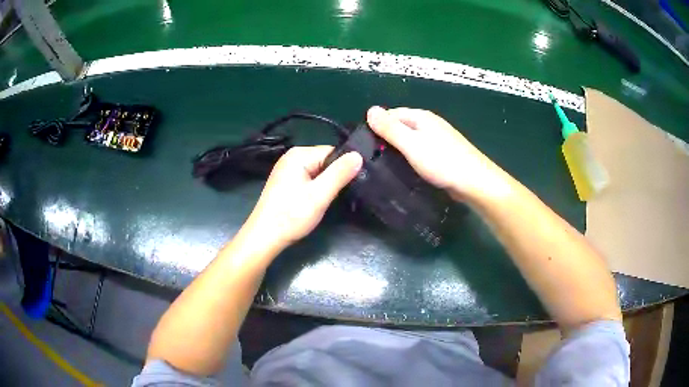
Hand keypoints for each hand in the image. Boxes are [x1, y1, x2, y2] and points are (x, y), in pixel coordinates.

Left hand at [242, 146, 361, 248]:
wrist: (265, 237)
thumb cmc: (291, 216)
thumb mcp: (320, 195)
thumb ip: (340, 174)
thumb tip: (358, 155)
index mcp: (299, 154)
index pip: (332, 152)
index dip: (344, 167)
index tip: (352, 185)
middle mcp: (292, 157)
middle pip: (325, 161)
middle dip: (334, 177)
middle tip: (338, 196)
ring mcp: (287, 170)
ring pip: (318, 172)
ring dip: (325, 185)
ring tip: (326, 201)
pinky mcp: (286, 182)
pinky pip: (309, 179)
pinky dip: (315, 189)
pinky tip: (314, 202)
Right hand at [367, 106, 509, 200]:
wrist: (475, 182)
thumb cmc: (442, 161)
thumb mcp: (411, 144)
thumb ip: (390, 128)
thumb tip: (370, 110)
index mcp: (421, 116)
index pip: (390, 114)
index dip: (376, 126)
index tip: (364, 145)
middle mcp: (429, 123)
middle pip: (400, 126)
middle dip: (386, 139)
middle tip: (371, 158)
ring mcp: (437, 139)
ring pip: (410, 140)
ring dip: (398, 150)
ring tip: (384, 166)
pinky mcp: (442, 154)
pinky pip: (419, 151)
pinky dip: (410, 158)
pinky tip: (405, 170)